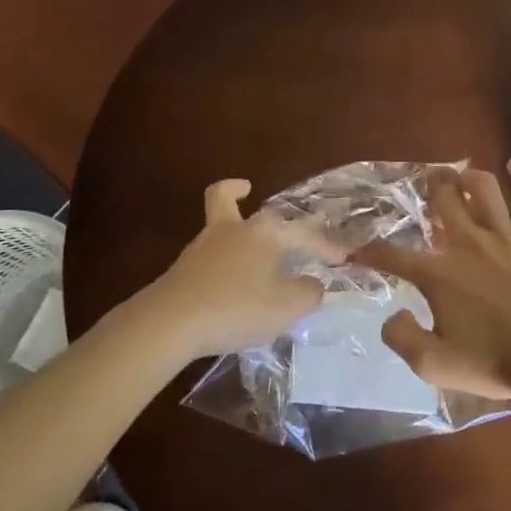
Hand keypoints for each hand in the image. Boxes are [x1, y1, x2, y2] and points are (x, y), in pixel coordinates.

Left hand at [143, 179, 343, 358]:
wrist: (169, 323)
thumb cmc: (236, 307)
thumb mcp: (286, 307)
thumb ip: (307, 293)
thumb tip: (311, 284)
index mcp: (262, 233)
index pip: (301, 233)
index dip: (324, 245)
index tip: (342, 257)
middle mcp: (230, 231)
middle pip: (225, 197)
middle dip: (236, 190)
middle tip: (246, 187)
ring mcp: (200, 249)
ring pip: (216, 225)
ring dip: (230, 228)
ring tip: (247, 250)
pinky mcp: (181, 272)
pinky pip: (206, 256)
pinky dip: (219, 260)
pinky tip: (228, 283)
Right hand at [357, 159, 510, 402]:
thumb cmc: (494, 361)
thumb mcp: (434, 365)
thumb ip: (402, 338)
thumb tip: (391, 315)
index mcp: (439, 275)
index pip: (394, 256)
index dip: (370, 252)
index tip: (357, 251)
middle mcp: (468, 243)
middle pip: (444, 199)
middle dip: (430, 187)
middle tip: (426, 182)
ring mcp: (506, 235)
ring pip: (484, 188)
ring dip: (468, 176)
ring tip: (461, 175)